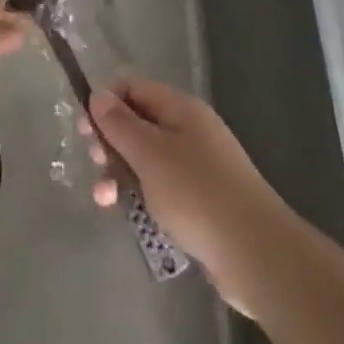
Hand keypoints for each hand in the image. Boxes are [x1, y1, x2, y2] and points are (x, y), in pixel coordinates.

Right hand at [85, 79, 283, 314]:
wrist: (257, 255)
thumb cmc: (197, 194)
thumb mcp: (149, 153)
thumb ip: (119, 123)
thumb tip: (98, 95)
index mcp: (181, 108)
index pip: (133, 88)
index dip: (106, 102)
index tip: (85, 129)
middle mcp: (190, 131)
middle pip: (139, 123)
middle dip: (111, 141)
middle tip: (96, 163)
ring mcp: (199, 167)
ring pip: (148, 159)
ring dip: (121, 173)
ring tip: (104, 199)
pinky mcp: (203, 203)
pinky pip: (163, 189)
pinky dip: (142, 196)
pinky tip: (129, 216)